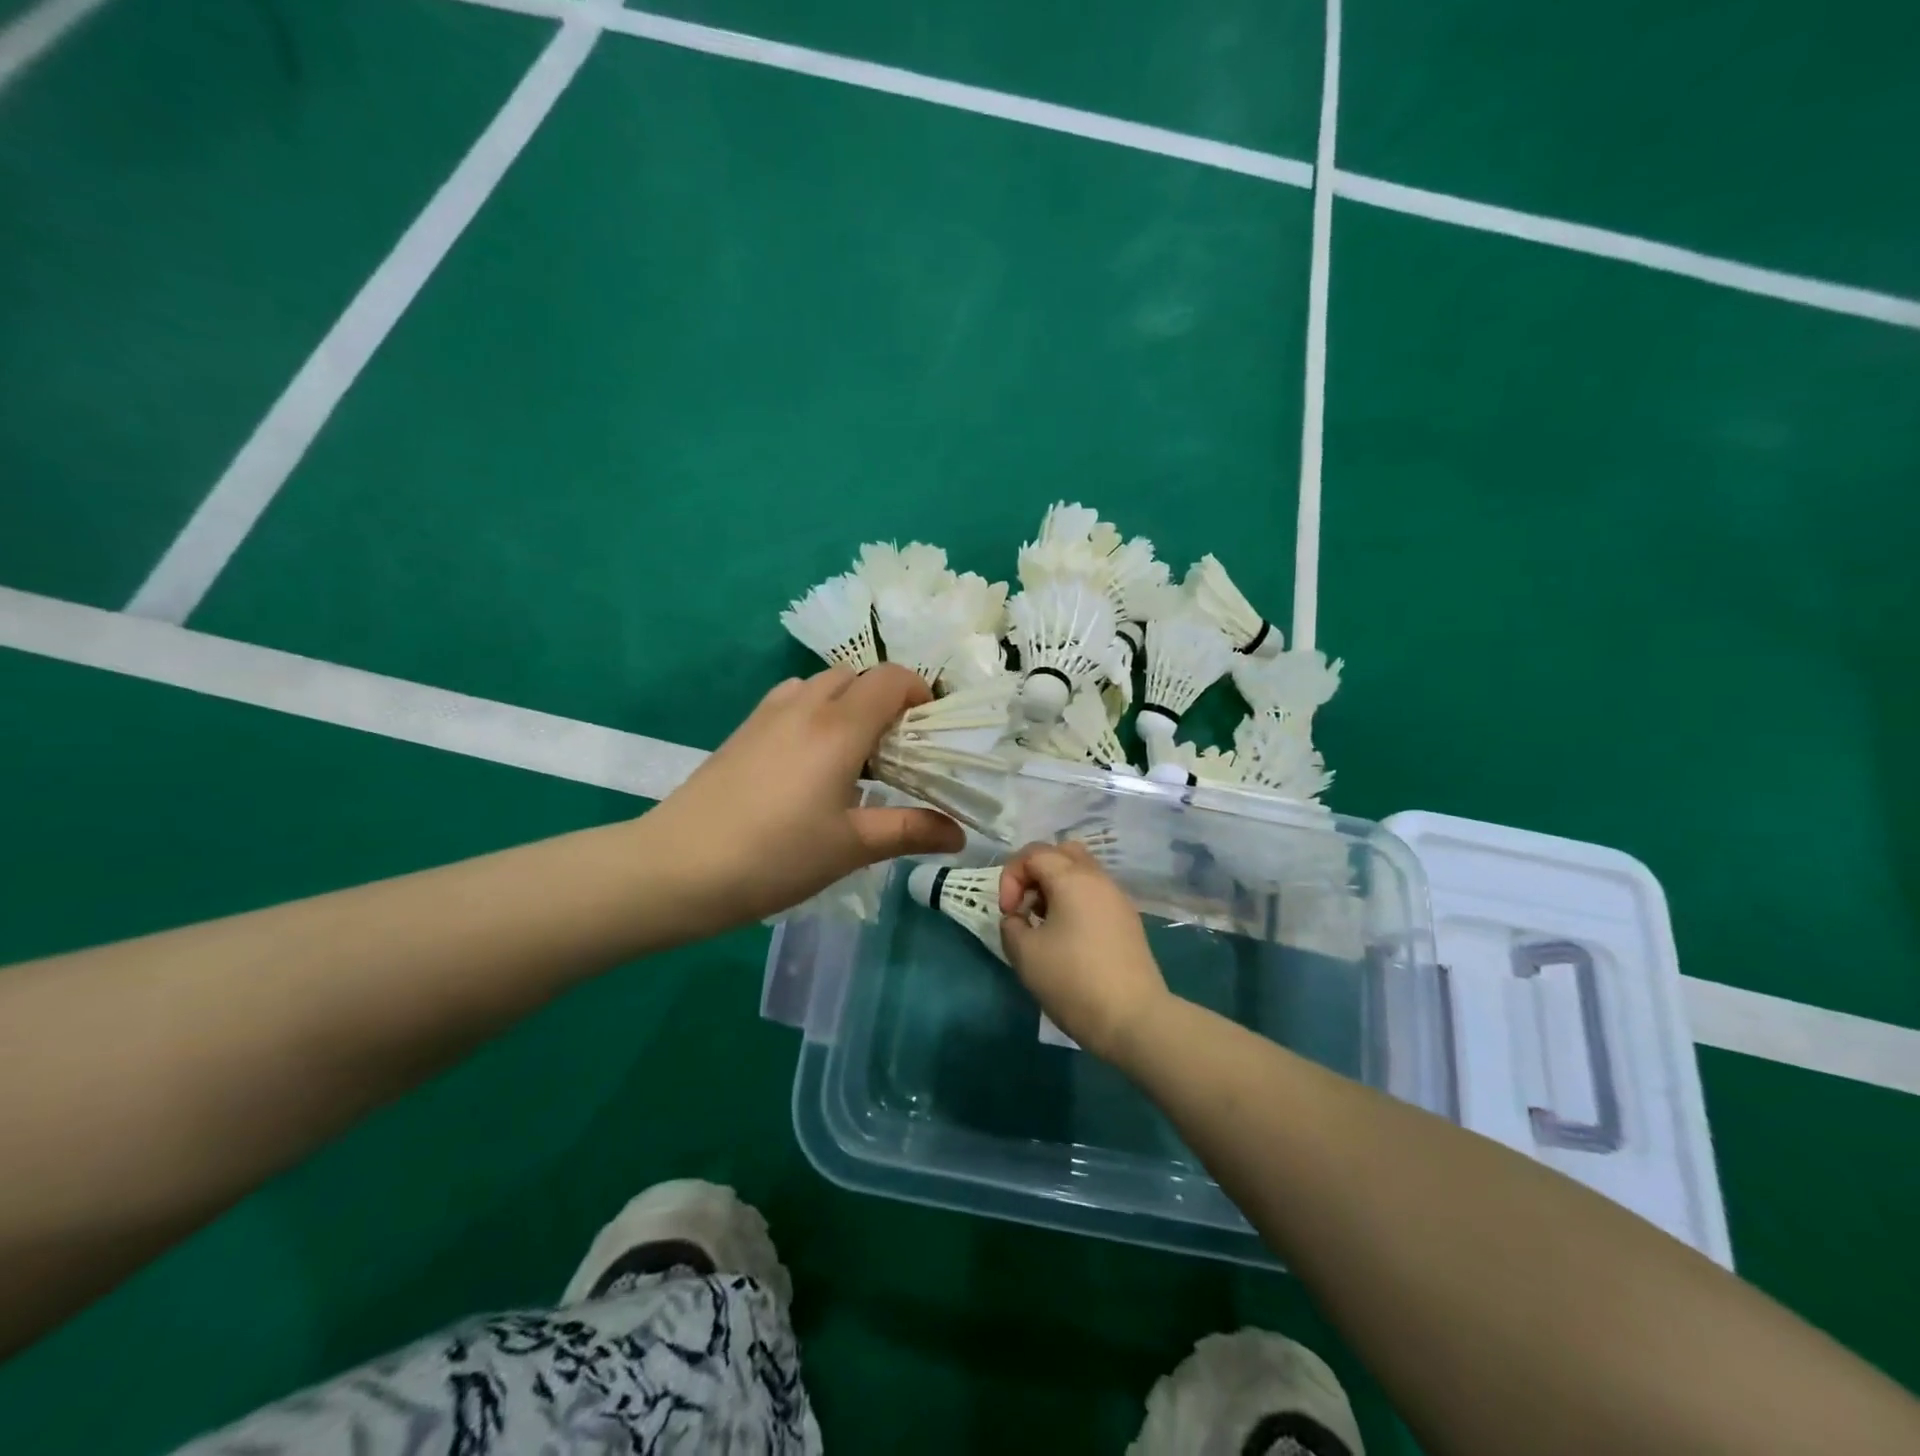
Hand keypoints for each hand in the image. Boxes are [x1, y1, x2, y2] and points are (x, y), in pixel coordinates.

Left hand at [647, 665, 964, 928]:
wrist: (677, 867)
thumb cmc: (775, 856)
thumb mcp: (850, 847)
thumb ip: (909, 831)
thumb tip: (959, 835)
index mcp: (839, 726)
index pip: (892, 679)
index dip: (920, 694)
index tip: (931, 733)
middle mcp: (804, 705)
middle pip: (857, 676)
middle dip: (886, 701)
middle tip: (896, 751)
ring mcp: (767, 714)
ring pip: (821, 685)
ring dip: (848, 705)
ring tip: (854, 756)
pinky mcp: (742, 730)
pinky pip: (792, 701)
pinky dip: (815, 714)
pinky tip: (809, 764)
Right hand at [997, 842, 1168, 1063]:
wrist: (1133, 1019)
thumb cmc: (1073, 981)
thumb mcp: (1024, 954)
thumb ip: (1012, 926)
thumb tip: (1018, 919)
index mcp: (1073, 878)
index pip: (1033, 853)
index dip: (1011, 877)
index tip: (1009, 913)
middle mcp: (1098, 879)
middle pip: (1062, 853)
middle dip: (1036, 873)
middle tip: (1026, 907)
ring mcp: (1118, 899)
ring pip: (1081, 873)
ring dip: (1056, 888)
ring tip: (1044, 925)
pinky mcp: (1128, 921)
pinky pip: (1095, 895)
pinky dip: (1075, 903)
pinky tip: (1068, 939)